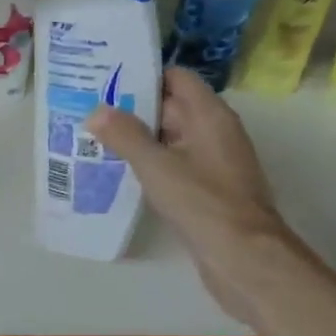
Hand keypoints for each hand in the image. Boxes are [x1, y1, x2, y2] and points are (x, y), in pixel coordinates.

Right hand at [86, 67, 286, 273]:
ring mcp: (213, 162)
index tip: (108, 79)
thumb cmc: (203, 203)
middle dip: (133, 107)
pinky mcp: (207, 189)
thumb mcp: (157, 166)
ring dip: (138, 137)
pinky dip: (150, 162)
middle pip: (171, 106)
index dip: (143, 75)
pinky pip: (174, 163)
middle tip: (90, 107)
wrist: (245, 260)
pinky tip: (119, 169)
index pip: (176, 78)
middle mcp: (214, 131)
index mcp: (210, 115)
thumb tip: (96, 111)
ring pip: (170, 137)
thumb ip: (125, 135)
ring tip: (94, 136)